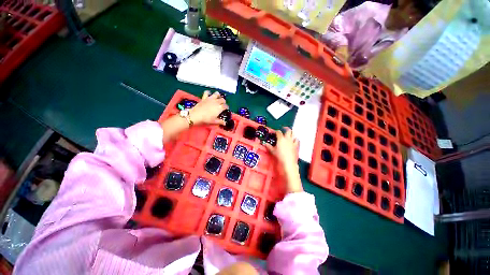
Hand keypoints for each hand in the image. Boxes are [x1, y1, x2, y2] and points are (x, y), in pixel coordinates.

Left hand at [190, 91, 228, 125]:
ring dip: (218, 95)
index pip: (225, 106)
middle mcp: (216, 102)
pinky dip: (208, 92)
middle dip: (223, 102)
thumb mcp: (214, 121)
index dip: (226, 107)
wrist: (197, 115)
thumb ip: (220, 122)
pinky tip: (209, 94)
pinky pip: (207, 92)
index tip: (226, 109)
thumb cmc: (206, 119)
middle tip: (222, 104)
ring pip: (217, 94)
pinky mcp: (205, 97)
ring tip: (218, 98)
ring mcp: (210, 99)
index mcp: (220, 108)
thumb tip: (225, 123)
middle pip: (222, 99)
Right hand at [265, 127, 302, 192]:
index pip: (278, 132)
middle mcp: (287, 138)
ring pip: (294, 134)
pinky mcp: (296, 146)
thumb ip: (269, 146)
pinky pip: (297, 140)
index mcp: (281, 138)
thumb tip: (264, 144)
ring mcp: (293, 141)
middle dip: (286, 129)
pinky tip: (294, 141)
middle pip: (288, 130)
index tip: (275, 132)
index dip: (276, 131)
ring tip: (289, 134)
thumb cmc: (279, 156)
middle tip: (283, 129)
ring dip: (291, 133)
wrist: (288, 162)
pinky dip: (295, 139)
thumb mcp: (273, 151)